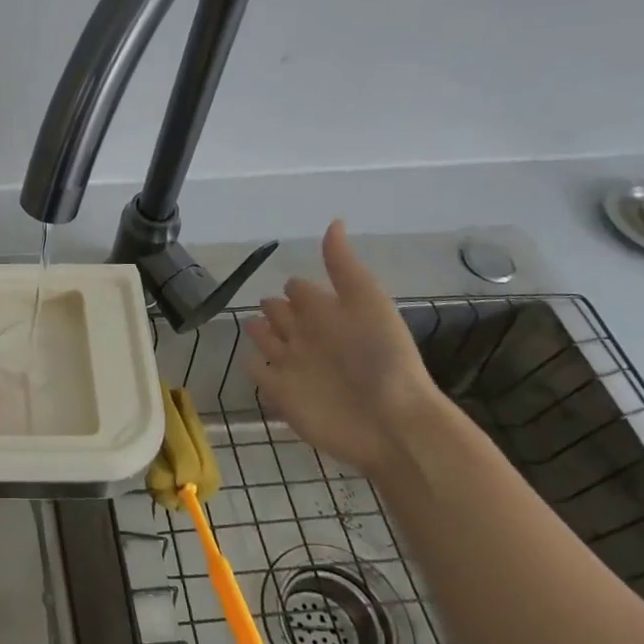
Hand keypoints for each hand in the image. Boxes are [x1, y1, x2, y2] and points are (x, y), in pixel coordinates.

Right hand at [242, 221, 453, 480]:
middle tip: (267, 305)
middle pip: (280, 313)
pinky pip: (257, 371)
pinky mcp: (280, 393)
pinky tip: (254, 360)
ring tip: (256, 327)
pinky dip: (253, 364)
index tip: (292, 287)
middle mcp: (308, 336)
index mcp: (327, 312)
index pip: (300, 290)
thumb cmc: (382, 357)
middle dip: (273, 307)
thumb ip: (344, 266)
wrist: (390, 422)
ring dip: (259, 332)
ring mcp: (292, 365)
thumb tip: (334, 221)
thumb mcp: (368, 302)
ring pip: (266, 340)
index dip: (296, 288)